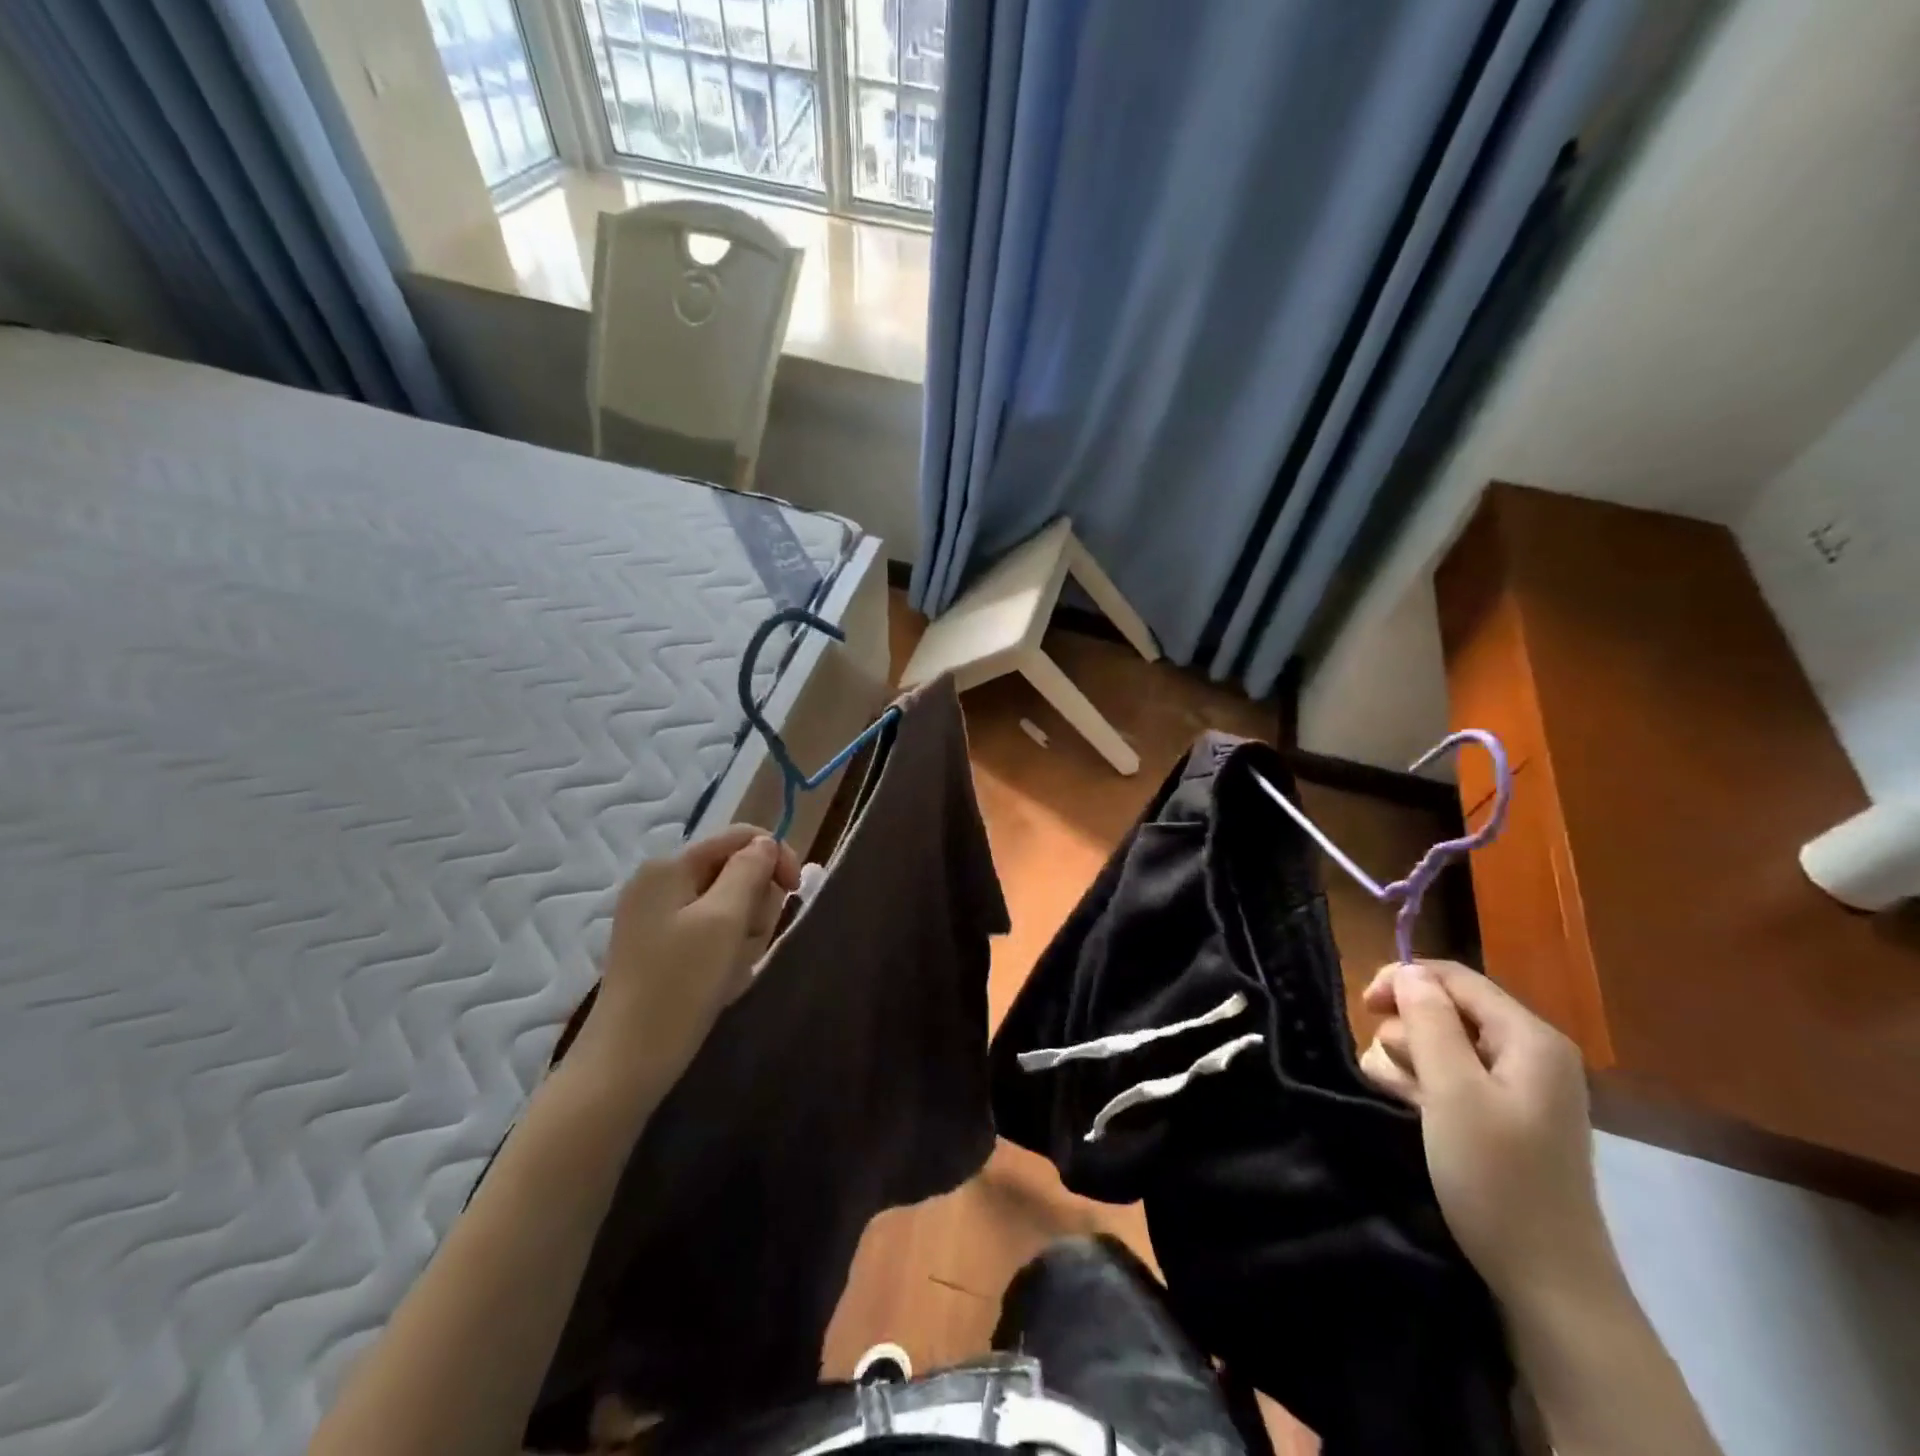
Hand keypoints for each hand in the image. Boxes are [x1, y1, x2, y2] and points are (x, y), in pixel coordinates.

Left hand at [573, 825, 799, 1096]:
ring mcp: (656, 916)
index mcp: (670, 866)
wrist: (626, 1064)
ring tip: (731, 968)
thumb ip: (750, 871)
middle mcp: (659, 882)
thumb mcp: (725, 920)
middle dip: (755, 903)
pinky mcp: (659, 948)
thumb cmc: (680, 986)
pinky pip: (710, 932)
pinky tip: (720, 980)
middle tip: (748, 942)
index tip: (795, 892)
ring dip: (743, 933)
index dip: (776, 856)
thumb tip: (765, 843)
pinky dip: (725, 951)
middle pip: (735, 870)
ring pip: (728, 904)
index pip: (740, 837)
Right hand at [1358, 961, 1614, 1304]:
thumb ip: (1428, 1021)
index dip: (1404, 981)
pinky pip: (1454, 1074)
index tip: (1363, 1008)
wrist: (1547, 1280)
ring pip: (1443, 1041)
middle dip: (1408, 1030)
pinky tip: (1412, 1108)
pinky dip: (1427, 1084)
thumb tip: (1408, 971)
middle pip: (1447, 1008)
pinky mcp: (1506, 1113)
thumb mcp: (1452, 1091)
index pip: (1454, 977)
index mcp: (1529, 1038)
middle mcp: (1530, 1051)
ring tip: (1404, 1098)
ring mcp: (1520, 1085)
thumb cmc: (1496, 1177)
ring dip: (1411, 1060)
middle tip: (1394, 1071)